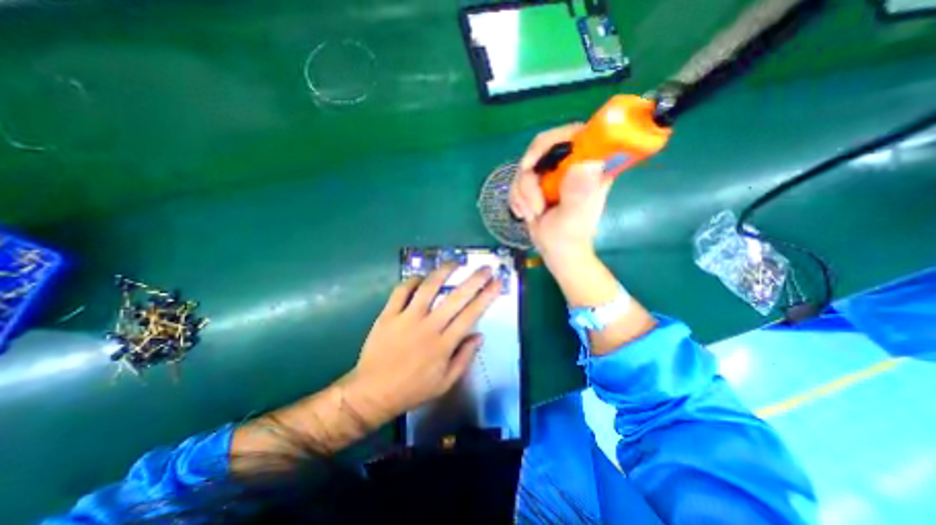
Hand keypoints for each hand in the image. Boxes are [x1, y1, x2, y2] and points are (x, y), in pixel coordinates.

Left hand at [346, 263, 500, 421]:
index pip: (471, 314)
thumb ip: (464, 358)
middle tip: (485, 268)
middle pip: (456, 297)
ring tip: (455, 262)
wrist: (372, 392)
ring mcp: (407, 318)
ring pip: (429, 287)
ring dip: (444, 272)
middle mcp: (429, 326)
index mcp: (444, 344)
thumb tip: (479, 335)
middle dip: (474, 280)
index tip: (497, 282)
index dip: (487, 296)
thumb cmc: (412, 389)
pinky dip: (412, 281)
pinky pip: (401, 291)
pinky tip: (421, 278)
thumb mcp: (445, 382)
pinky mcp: (388, 315)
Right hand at [511, 122, 614, 261]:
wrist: (556, 252)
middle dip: (528, 179)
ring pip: (525, 168)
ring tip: (532, 214)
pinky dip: (517, 198)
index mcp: (589, 167)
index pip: (573, 134)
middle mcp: (570, 165)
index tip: (531, 165)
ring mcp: (552, 174)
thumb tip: (585, 164)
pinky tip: (525, 213)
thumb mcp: (574, 217)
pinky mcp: (538, 183)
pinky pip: (517, 181)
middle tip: (532, 203)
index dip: (549, 142)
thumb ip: (578, 193)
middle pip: (541, 149)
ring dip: (522, 194)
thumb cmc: (569, 237)